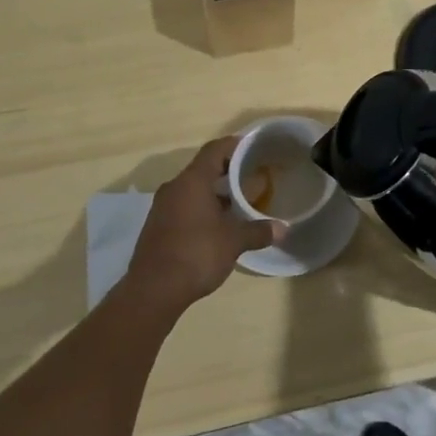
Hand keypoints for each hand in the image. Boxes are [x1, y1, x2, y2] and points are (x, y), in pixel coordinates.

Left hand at [126, 137, 281, 312]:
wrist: (152, 290)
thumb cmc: (196, 254)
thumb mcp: (234, 242)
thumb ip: (258, 231)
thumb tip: (283, 229)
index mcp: (193, 181)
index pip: (215, 150)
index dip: (234, 145)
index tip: (253, 147)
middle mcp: (174, 187)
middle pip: (203, 169)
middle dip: (227, 171)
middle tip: (251, 176)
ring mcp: (162, 207)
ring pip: (192, 189)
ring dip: (214, 193)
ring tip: (238, 203)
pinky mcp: (157, 226)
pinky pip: (183, 206)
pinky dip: (201, 208)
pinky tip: (217, 225)